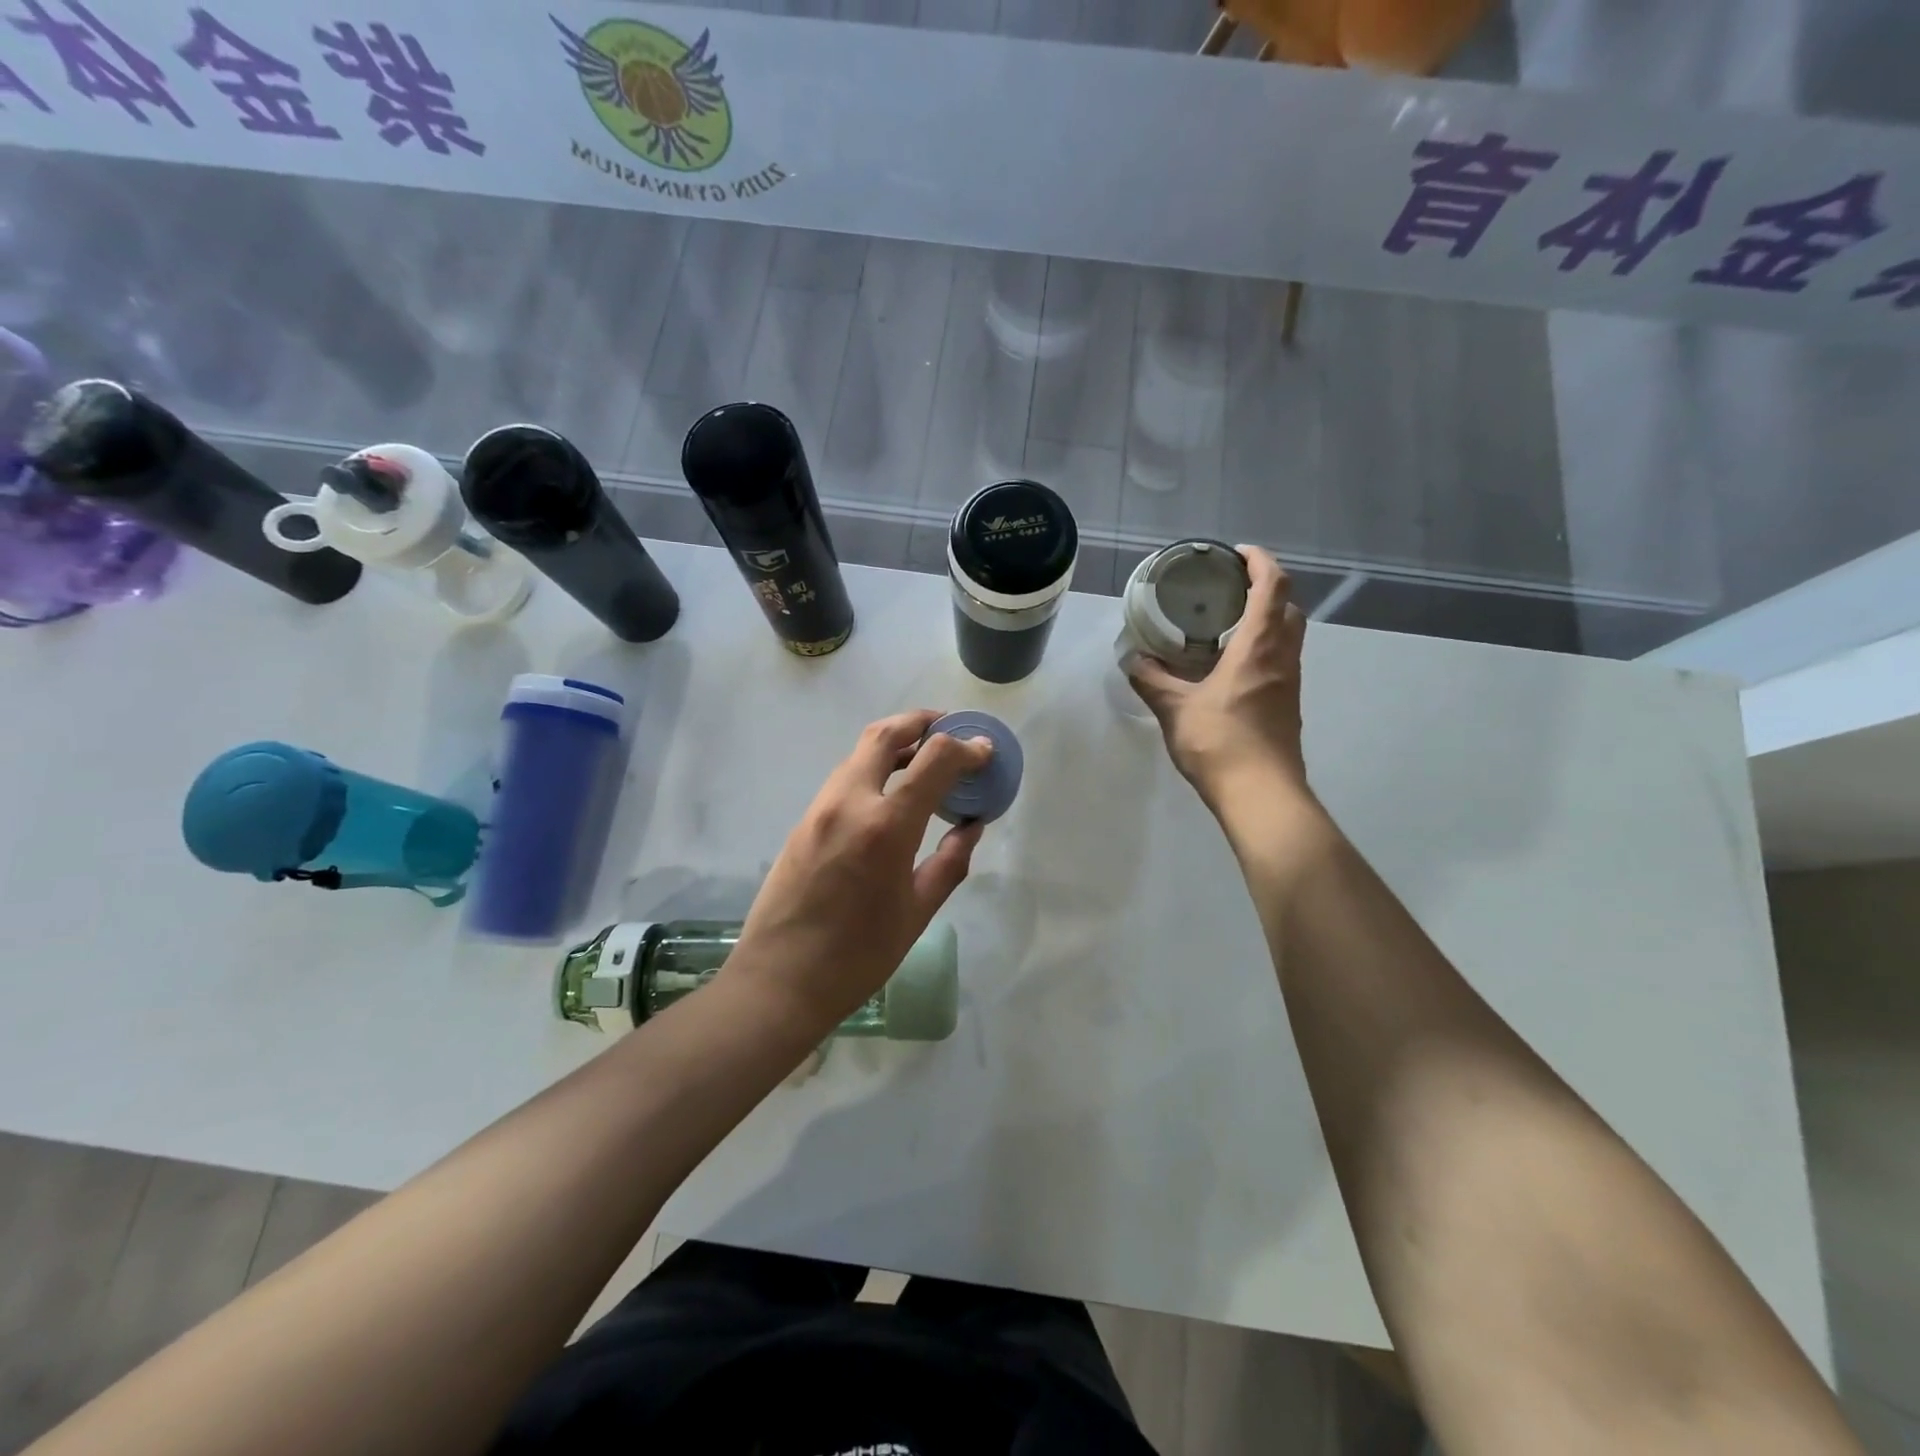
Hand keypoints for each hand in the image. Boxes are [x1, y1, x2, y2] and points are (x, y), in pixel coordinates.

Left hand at [726, 711, 991, 1033]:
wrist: (780, 980)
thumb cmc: (859, 955)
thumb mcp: (917, 911)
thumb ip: (950, 861)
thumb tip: (972, 825)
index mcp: (885, 826)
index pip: (933, 759)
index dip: (965, 748)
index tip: (984, 751)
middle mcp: (849, 802)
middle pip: (885, 734)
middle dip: (921, 722)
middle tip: (948, 730)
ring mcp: (820, 807)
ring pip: (859, 752)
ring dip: (894, 743)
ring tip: (924, 760)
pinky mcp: (804, 820)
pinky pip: (844, 777)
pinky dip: (873, 768)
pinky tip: (891, 793)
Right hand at [1127, 546, 1310, 811]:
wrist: (1261, 794)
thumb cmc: (1220, 743)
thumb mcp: (1175, 709)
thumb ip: (1152, 681)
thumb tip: (1133, 661)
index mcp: (1259, 647)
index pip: (1273, 586)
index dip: (1261, 562)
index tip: (1237, 554)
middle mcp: (1282, 658)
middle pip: (1287, 607)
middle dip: (1265, 589)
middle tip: (1228, 591)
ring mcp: (1289, 684)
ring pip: (1287, 636)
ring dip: (1265, 621)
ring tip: (1225, 626)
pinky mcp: (1286, 706)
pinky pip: (1279, 662)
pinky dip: (1261, 649)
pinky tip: (1230, 668)